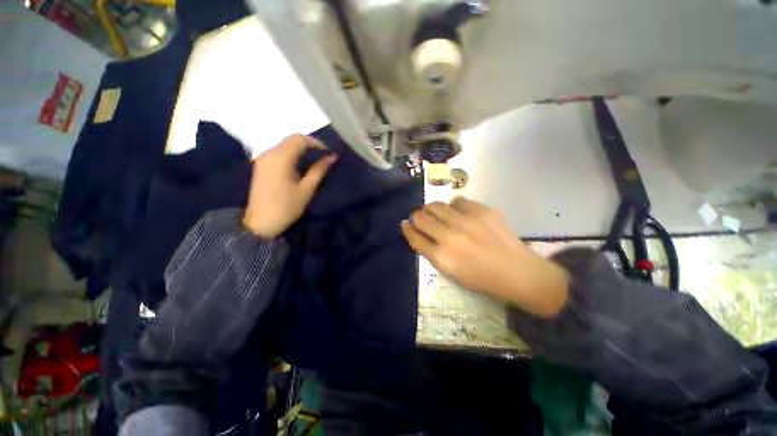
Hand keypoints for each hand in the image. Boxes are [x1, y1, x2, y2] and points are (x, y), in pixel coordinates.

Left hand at [243, 134, 336, 237]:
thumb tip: (332, 157)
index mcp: (281, 158)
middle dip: (310, 145)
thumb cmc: (286, 207)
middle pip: (291, 139)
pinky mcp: (261, 164)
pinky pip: (279, 151)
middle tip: (324, 156)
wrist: (260, 223)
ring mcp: (263, 158)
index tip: (329, 153)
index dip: (317, 143)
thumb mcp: (307, 189)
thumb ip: (319, 170)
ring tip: (315, 160)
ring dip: (301, 149)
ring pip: (285, 144)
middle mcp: (269, 152)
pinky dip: (292, 153)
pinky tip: (300, 164)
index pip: (300, 139)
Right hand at [401, 197, 568, 316]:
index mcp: (442, 257)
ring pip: (436, 205)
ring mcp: (466, 221)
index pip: (414, 236)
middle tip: (421, 218)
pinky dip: (454, 206)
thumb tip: (416, 231)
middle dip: (416, 216)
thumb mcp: (450, 271)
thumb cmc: (481, 278)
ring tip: (438, 213)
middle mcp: (450, 236)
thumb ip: (431, 251)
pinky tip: (460, 213)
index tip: (405, 223)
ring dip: (432, 209)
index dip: (407, 228)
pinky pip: (458, 200)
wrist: (518, 273)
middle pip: (421, 217)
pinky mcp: (482, 211)